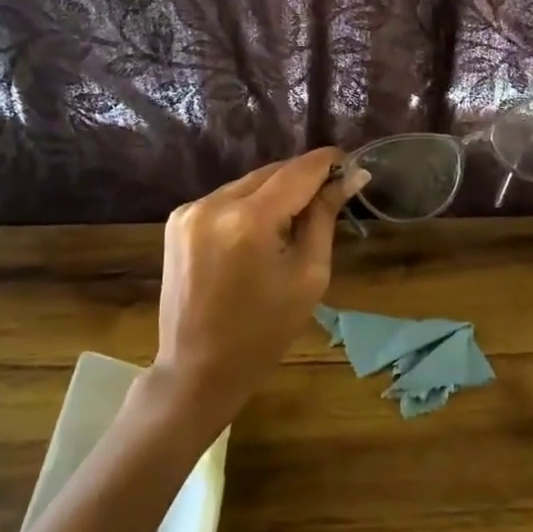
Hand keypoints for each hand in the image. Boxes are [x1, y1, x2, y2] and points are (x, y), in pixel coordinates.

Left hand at [147, 148, 368, 431]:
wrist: (197, 369)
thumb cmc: (264, 332)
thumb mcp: (309, 275)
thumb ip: (324, 217)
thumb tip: (349, 176)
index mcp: (249, 220)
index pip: (298, 171)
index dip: (329, 162)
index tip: (354, 165)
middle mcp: (214, 203)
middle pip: (273, 172)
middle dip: (305, 179)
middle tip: (333, 194)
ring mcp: (190, 209)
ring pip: (250, 182)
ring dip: (277, 191)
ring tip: (297, 218)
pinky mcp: (178, 220)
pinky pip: (228, 197)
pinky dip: (251, 204)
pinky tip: (262, 230)